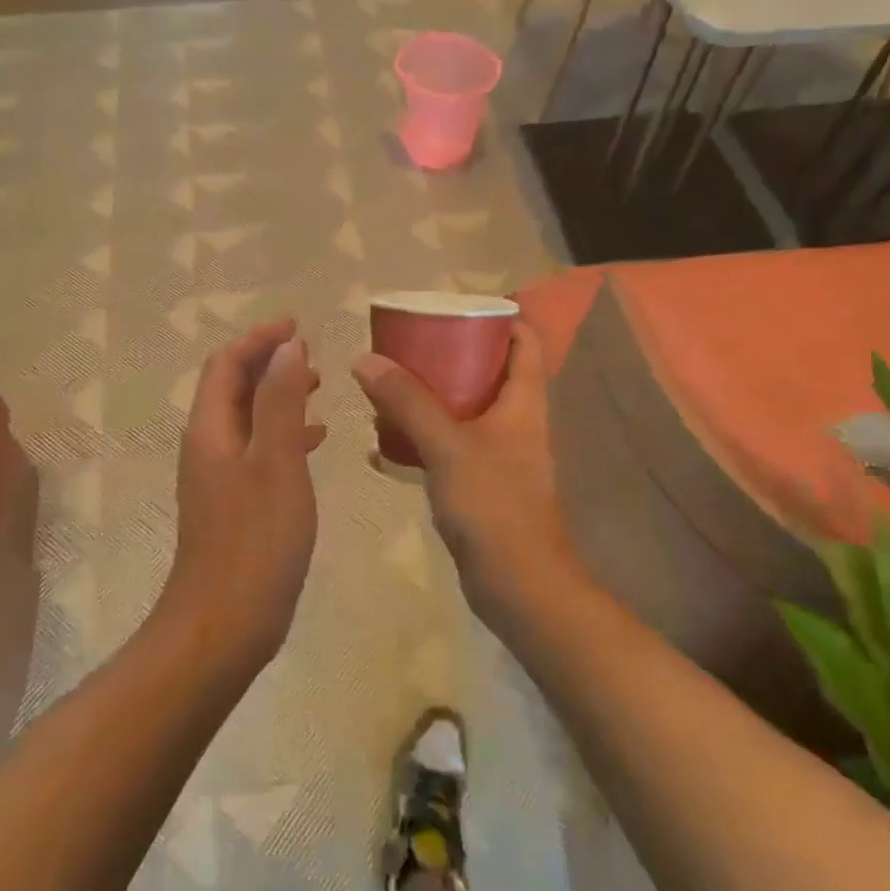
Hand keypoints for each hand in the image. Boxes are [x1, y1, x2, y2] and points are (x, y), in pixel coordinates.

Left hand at [161, 318, 325, 673]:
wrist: (224, 623)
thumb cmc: (255, 540)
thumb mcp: (276, 462)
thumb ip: (281, 401)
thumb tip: (287, 347)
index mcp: (211, 430)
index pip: (226, 365)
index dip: (258, 339)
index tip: (297, 324)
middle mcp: (208, 446)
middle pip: (233, 387)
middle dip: (268, 363)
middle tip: (311, 353)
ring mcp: (219, 478)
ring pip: (248, 419)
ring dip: (278, 395)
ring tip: (318, 387)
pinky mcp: (235, 504)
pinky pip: (258, 451)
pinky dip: (284, 434)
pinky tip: (314, 442)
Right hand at [353, 323, 570, 631]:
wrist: (517, 583)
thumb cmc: (493, 504)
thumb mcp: (447, 445)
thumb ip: (408, 402)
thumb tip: (365, 359)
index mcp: (524, 400)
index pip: (523, 340)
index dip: (496, 317)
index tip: (452, 307)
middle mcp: (516, 420)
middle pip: (488, 370)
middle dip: (448, 354)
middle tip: (405, 344)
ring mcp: (500, 454)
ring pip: (464, 409)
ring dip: (430, 397)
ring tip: (387, 385)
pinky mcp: (481, 483)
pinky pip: (450, 446)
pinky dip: (422, 438)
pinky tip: (384, 442)